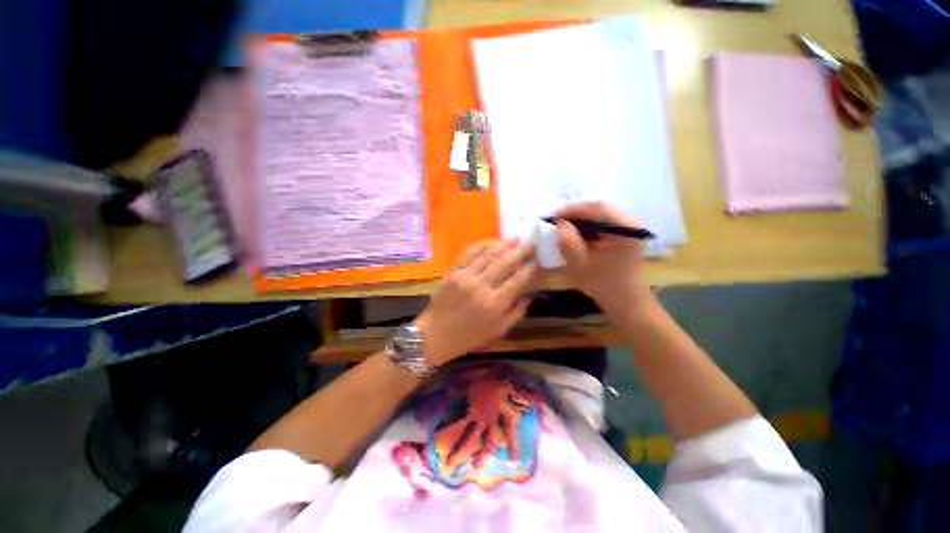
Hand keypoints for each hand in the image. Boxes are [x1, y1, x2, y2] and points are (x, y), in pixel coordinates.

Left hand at [414, 240, 536, 366]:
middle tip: (531, 243)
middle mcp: (482, 287)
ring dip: (504, 244)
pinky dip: (483, 245)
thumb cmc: (469, 337)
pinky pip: (470, 253)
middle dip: (521, 251)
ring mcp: (466, 277)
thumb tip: (531, 294)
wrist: (435, 335)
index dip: (530, 268)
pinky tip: (493, 241)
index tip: (538, 260)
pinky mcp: (453, 272)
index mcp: (495, 304)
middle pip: (505, 263)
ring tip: (515, 238)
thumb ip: (517, 312)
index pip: (518, 280)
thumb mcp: (498, 331)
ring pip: (489, 255)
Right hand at [555, 202, 653, 319]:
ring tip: (562, 228)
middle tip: (556, 221)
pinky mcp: (624, 236)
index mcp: (625, 228)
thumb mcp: (579, 263)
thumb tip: (559, 223)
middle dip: (575, 214)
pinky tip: (575, 236)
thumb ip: (567, 240)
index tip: (553, 216)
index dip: (573, 209)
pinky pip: (602, 225)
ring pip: (600, 217)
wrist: (625, 303)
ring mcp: (629, 229)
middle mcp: (631, 223)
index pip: (597, 208)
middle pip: (599, 210)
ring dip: (580, 221)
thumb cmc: (603, 284)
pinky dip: (587, 228)